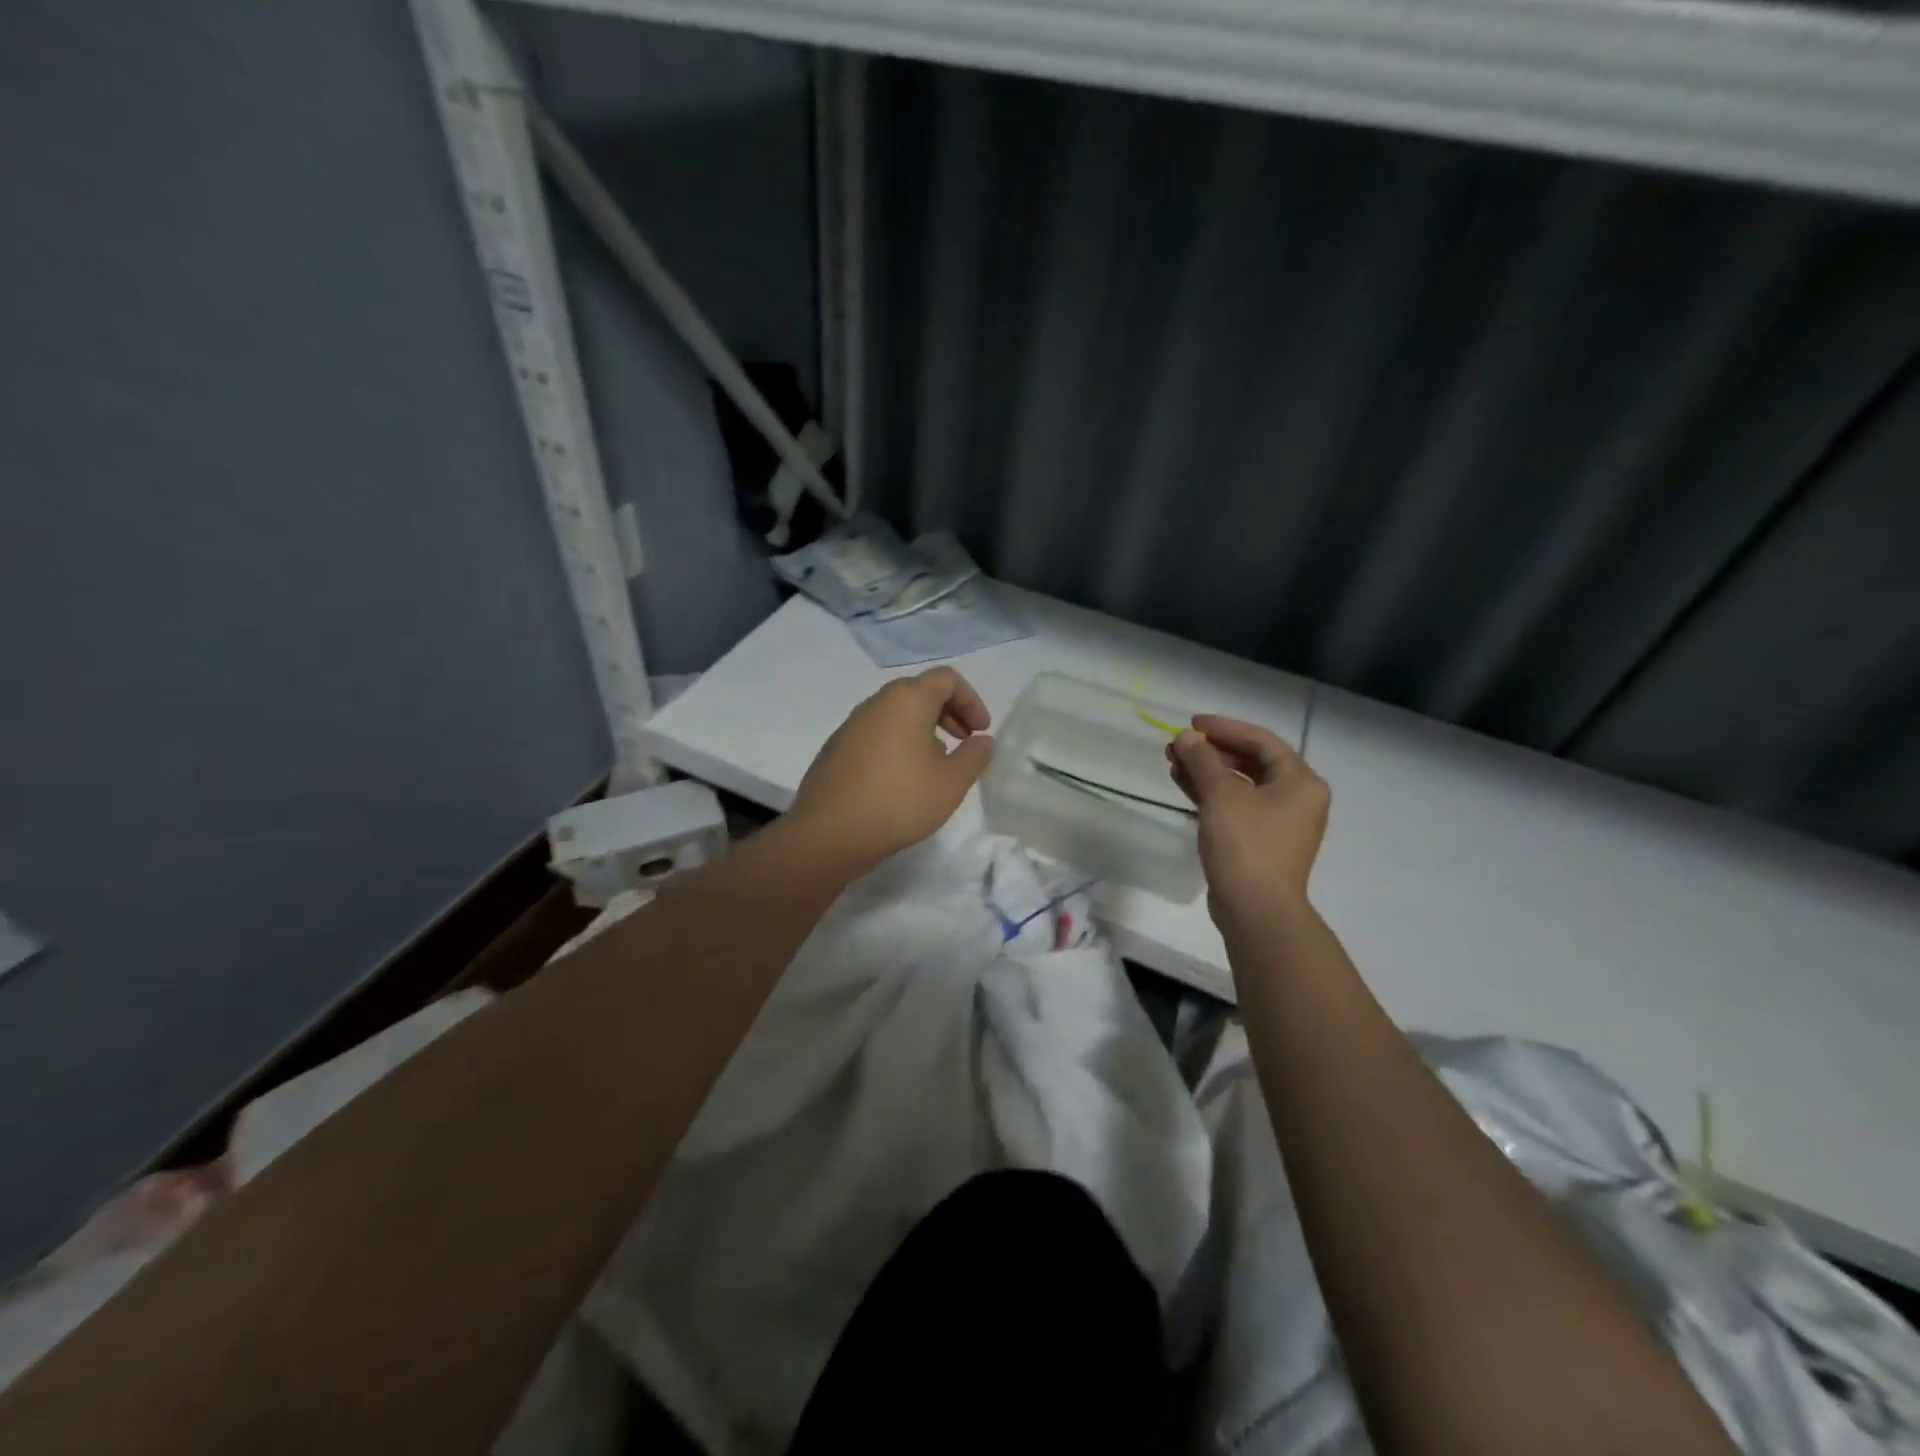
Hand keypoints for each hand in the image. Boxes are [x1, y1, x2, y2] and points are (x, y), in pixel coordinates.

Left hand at [788, 668, 995, 873]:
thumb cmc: (899, 801)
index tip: (980, 732)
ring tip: (936, 765)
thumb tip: (982, 741)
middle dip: (949, 713)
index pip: (947, 679)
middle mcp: (876, 702)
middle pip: (920, 692)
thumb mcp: (952, 782)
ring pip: (897, 714)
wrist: (829, 833)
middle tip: (964, 743)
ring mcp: (851, 725)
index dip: (972, 700)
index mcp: (907, 700)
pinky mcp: (836, 748)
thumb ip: (975, 756)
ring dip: (923, 730)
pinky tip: (902, 780)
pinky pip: (877, 734)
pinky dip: (899, 744)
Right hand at [1167, 715, 1329, 924]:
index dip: (1224, 728)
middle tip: (1178, 745)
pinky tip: (1183, 784)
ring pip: (1240, 785)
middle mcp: (1296, 798)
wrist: (1256, 909)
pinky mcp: (1259, 841)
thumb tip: (1186, 736)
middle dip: (1211, 751)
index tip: (1191, 723)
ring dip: (1207, 771)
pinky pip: (1235, 806)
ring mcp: (1278, 822)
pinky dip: (1211, 794)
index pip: (1261, 740)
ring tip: (1173, 761)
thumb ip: (1203, 760)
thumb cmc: (1246, 844)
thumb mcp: (1222, 795)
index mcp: (1300, 781)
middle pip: (1250, 761)